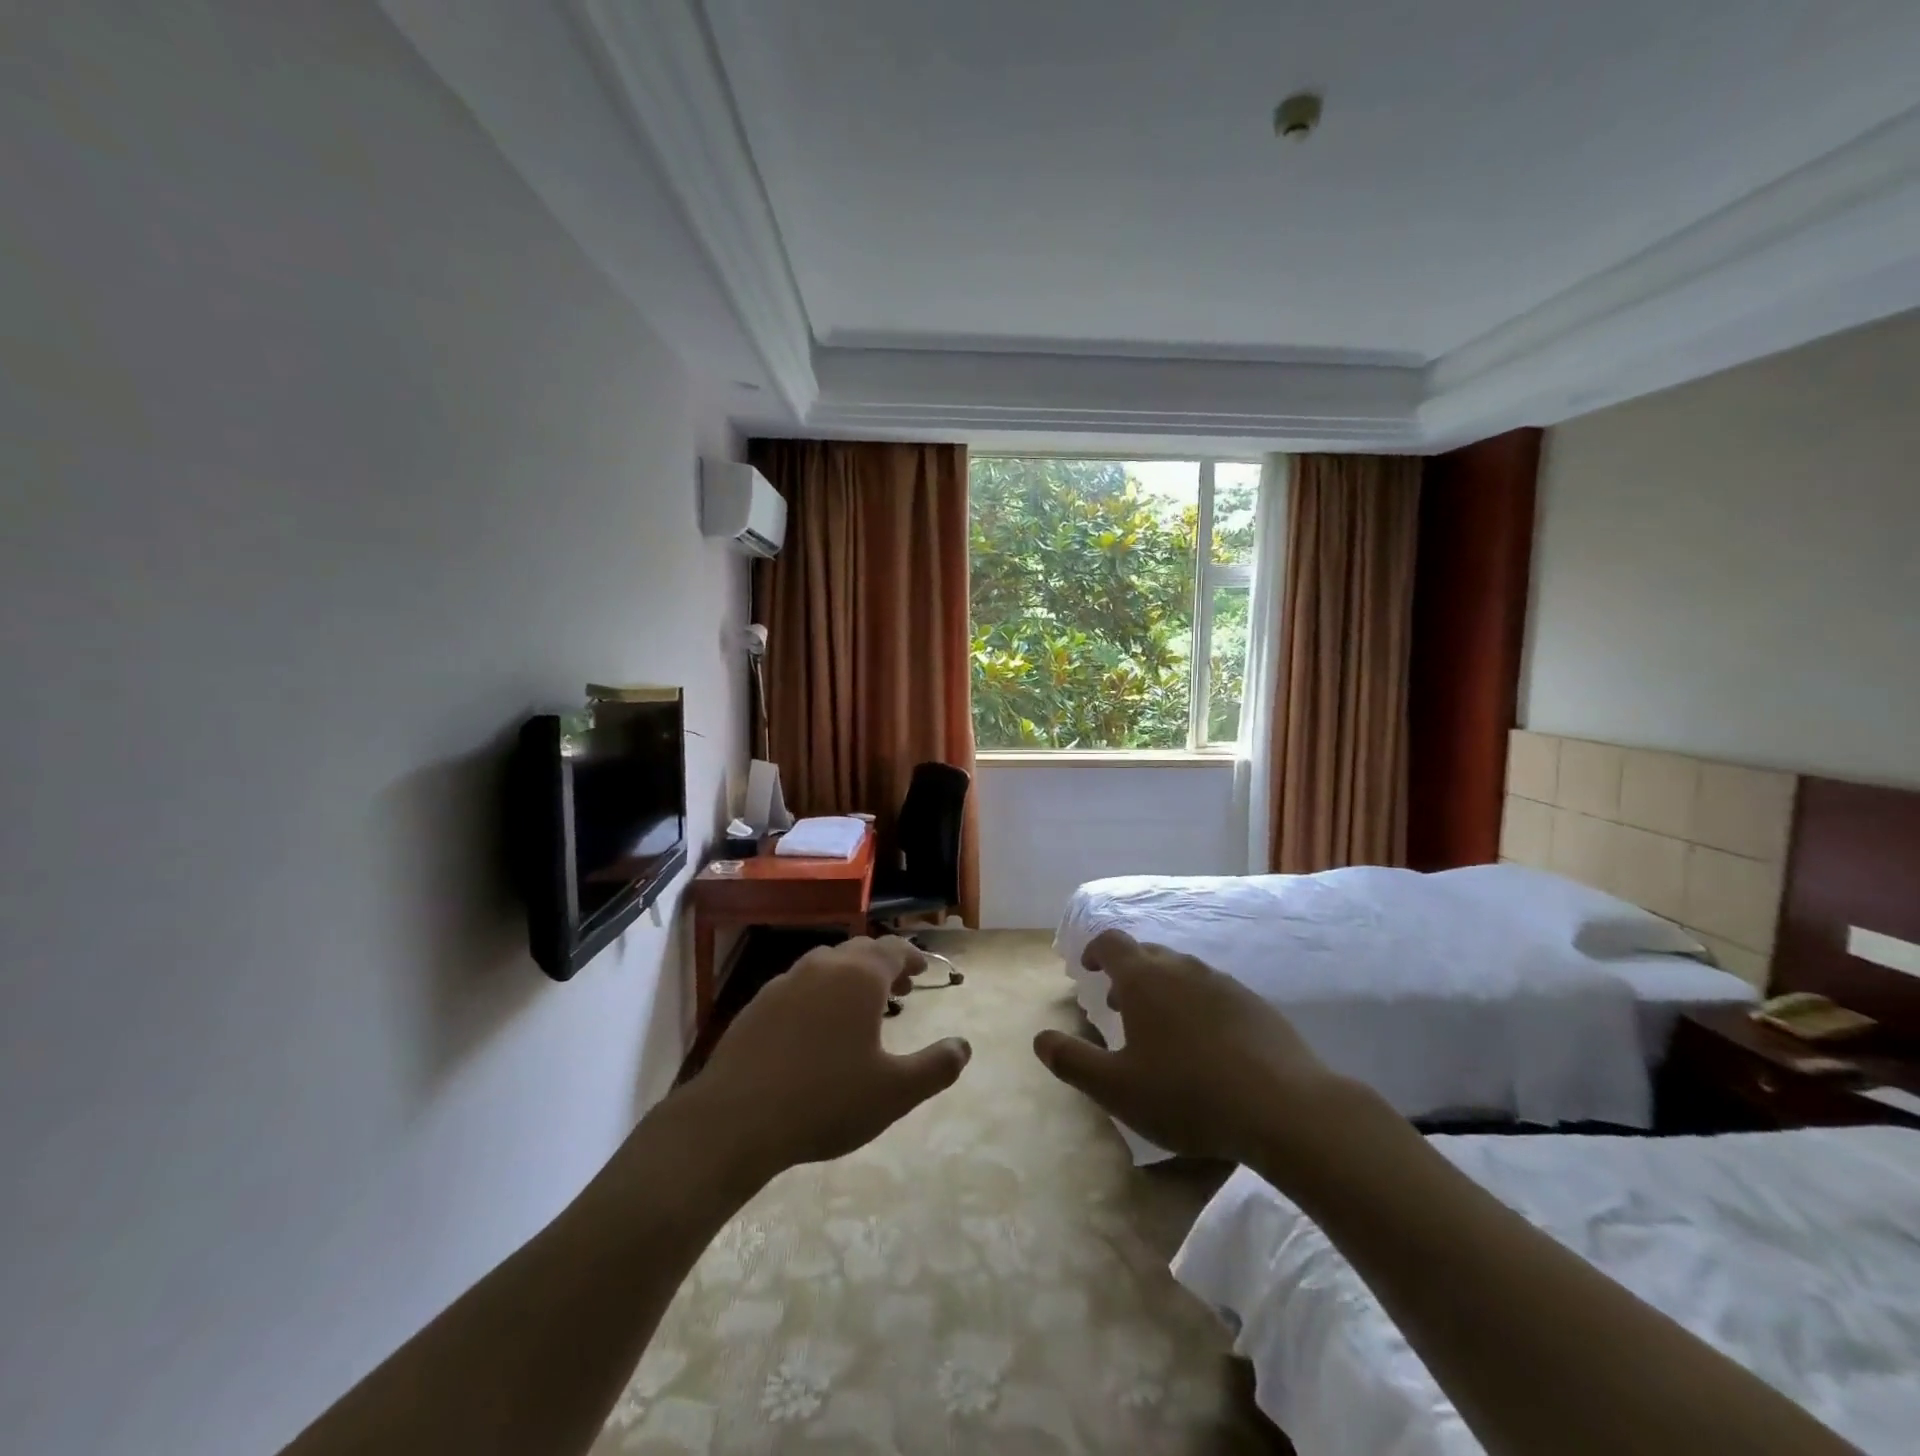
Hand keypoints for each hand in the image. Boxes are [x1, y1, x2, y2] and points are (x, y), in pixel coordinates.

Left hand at [670, 936, 971, 1188]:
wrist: (735, 1119)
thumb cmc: (825, 1100)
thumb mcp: (894, 1093)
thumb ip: (936, 1067)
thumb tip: (964, 1046)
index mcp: (859, 977)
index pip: (893, 950)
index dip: (911, 958)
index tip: (921, 973)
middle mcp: (822, 967)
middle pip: (859, 952)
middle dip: (883, 966)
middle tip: (898, 991)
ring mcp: (785, 982)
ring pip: (826, 965)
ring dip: (849, 978)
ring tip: (859, 1009)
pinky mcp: (757, 1005)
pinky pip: (798, 986)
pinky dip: (818, 994)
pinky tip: (815, 1028)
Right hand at [1033, 929, 1340, 1163]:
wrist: (1284, 1108)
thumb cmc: (1188, 1095)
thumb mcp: (1117, 1089)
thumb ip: (1073, 1061)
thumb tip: (1040, 1039)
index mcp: (1143, 979)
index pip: (1110, 942)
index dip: (1094, 951)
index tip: (1087, 970)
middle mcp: (1181, 968)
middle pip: (1146, 953)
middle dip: (1126, 973)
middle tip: (1118, 1006)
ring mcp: (1222, 983)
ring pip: (1181, 971)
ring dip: (1162, 988)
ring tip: (1160, 1029)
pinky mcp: (1254, 1004)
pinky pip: (1213, 992)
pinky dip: (1196, 1004)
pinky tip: (1205, 1045)